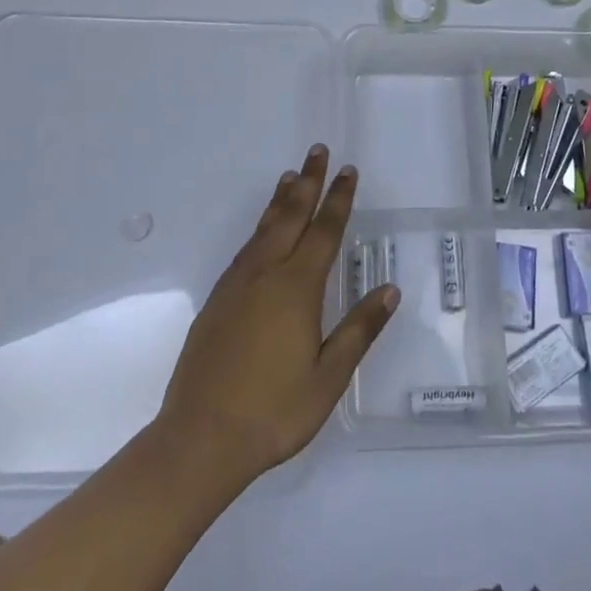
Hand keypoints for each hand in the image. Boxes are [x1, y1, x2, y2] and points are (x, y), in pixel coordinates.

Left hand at [155, 145, 397, 484]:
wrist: (200, 438)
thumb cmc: (274, 411)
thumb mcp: (328, 377)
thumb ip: (359, 329)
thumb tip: (390, 289)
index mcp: (297, 288)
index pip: (325, 231)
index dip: (338, 199)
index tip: (348, 170)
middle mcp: (266, 274)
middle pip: (291, 216)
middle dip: (308, 182)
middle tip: (318, 151)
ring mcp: (237, 285)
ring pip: (264, 228)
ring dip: (281, 199)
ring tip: (291, 176)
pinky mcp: (217, 300)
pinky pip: (246, 248)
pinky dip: (260, 226)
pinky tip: (262, 231)